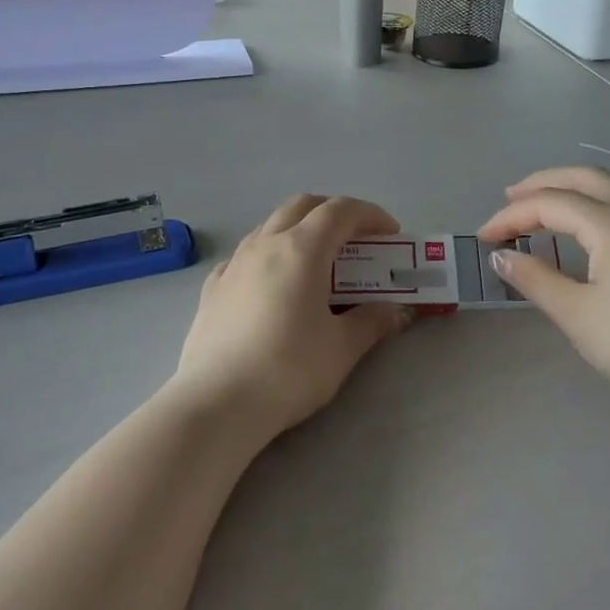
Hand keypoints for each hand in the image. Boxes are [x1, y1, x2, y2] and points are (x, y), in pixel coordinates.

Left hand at [170, 194, 412, 437]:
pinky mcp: (212, 288)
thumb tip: (397, 311)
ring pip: (271, 226)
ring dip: (299, 230)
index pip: (341, 210)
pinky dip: (269, 256)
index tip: (390, 234)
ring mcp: (234, 263)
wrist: (217, 403)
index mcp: (301, 249)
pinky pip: (245, 255)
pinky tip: (273, 285)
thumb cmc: (288, 369)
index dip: (370, 215)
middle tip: (356, 240)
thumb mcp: (342, 348)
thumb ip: (372, 322)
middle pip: (303, 206)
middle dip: (334, 213)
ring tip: (316, 263)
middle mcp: (265, 244)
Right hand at [478, 167, 609, 410]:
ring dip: (574, 183)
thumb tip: (502, 257)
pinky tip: (593, 216)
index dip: (512, 217)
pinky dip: (599, 194)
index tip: (484, 239)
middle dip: (542, 184)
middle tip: (509, 200)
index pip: (550, 204)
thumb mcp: (576, 313)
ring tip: (547, 199)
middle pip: (582, 178)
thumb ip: (535, 279)